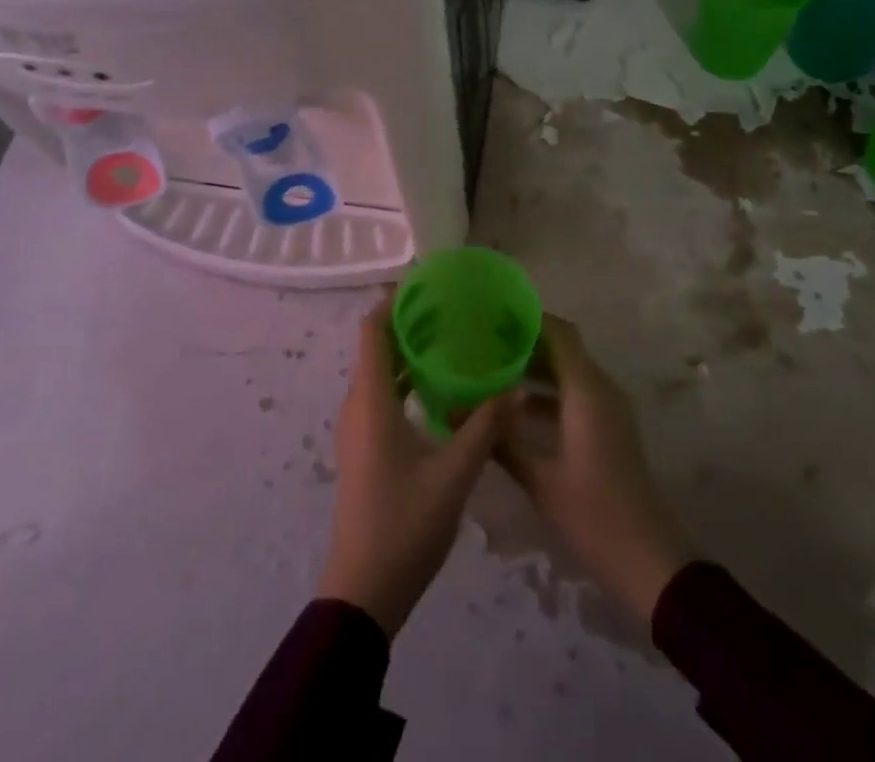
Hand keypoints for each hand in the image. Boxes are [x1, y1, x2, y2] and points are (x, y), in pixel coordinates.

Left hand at [317, 302, 510, 636]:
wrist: (363, 590)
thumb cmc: (405, 524)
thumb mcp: (455, 474)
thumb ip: (486, 426)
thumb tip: (516, 387)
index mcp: (371, 400)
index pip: (372, 330)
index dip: (393, 301)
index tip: (426, 283)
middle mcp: (358, 404)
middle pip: (377, 347)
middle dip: (408, 322)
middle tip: (451, 308)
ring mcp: (358, 428)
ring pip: (380, 372)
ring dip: (408, 351)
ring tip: (451, 339)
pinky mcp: (365, 447)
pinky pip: (382, 395)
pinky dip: (406, 379)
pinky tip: (440, 387)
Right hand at [496, 315, 695, 623]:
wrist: (649, 560)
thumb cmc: (593, 514)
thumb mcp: (540, 478)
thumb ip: (499, 440)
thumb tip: (451, 412)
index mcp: (587, 391)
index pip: (559, 333)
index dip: (528, 318)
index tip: (493, 314)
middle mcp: (600, 390)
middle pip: (563, 348)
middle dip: (525, 342)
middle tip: (483, 341)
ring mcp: (608, 409)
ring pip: (568, 371)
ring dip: (535, 368)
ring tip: (492, 369)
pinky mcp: (608, 428)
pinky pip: (575, 393)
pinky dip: (548, 392)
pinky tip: (515, 408)